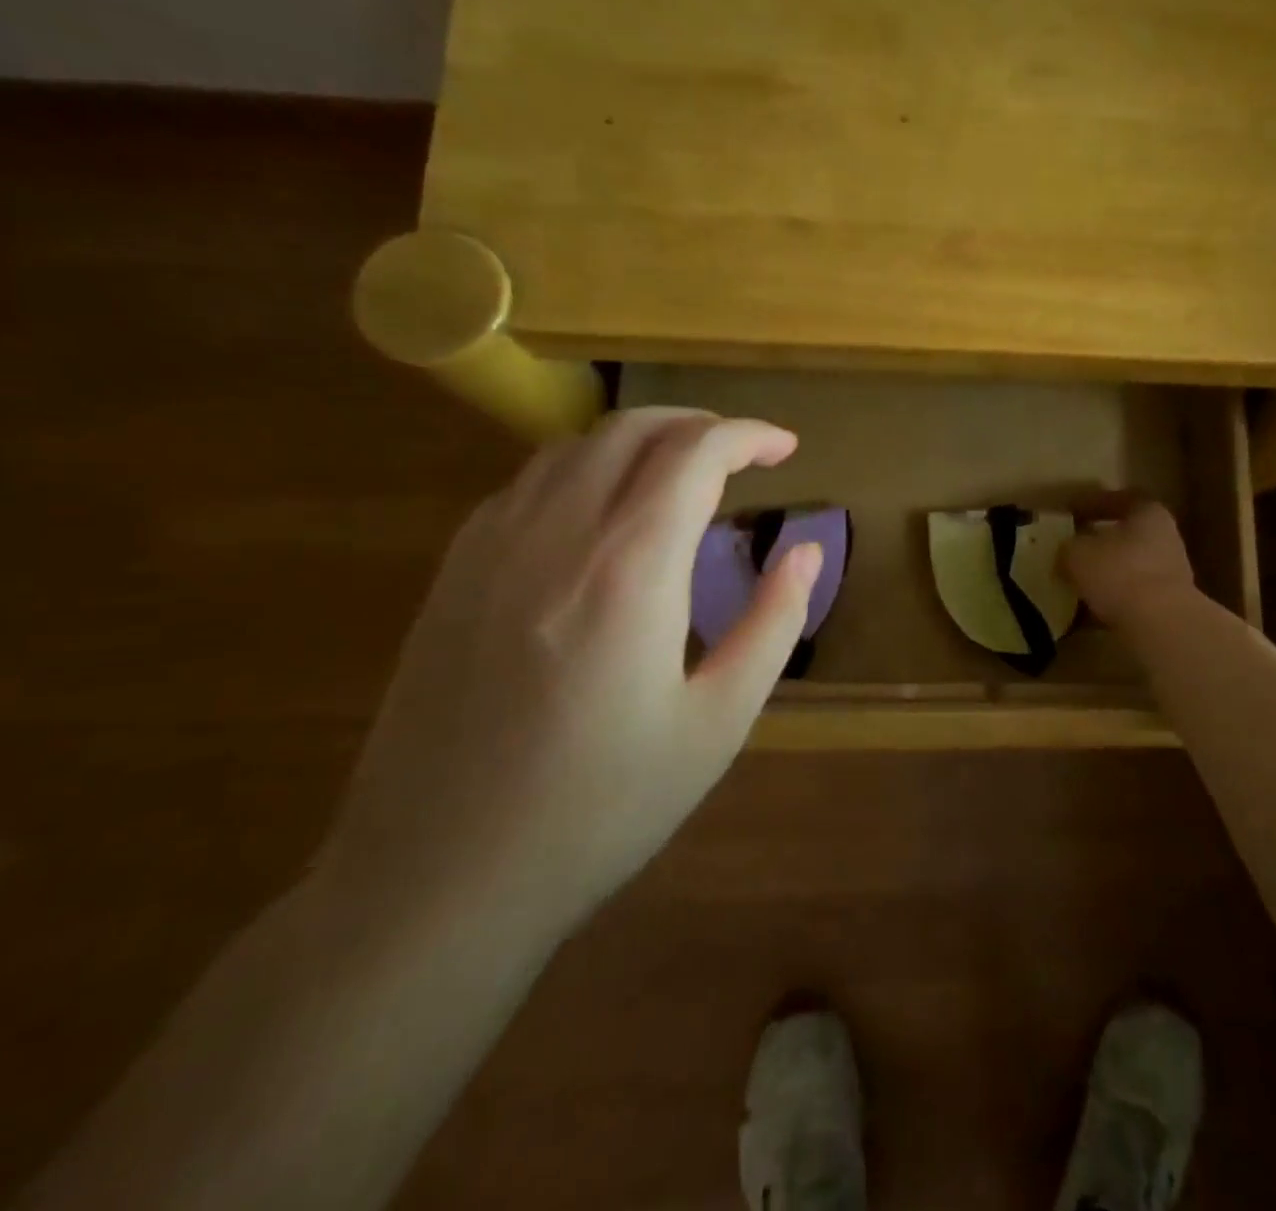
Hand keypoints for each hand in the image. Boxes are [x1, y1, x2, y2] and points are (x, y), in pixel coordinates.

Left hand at [315, 409, 819, 945]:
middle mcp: (556, 535)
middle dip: (696, 424)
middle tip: (741, 453)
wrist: (438, 882)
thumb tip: (806, 551)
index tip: (785, 448)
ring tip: (680, 474)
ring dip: (638, 441)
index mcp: (630, 569)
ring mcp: (490, 550)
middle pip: (630, 431)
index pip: (695, 455)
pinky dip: (582, 470)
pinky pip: (525, 485)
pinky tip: (602, 514)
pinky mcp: (452, 576)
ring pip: (572, 448)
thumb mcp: (719, 722)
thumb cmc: (602, 808)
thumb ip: (773, 623)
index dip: (748, 436)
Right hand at [1061, 493, 1196, 634]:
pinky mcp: (1165, 609)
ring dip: (1102, 576)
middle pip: (1127, 536)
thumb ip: (1069, 547)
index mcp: (1149, 514)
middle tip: (1070, 548)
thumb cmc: (1118, 573)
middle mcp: (1165, 540)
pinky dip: (1107, 603)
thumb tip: (1067, 551)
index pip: (1122, 499)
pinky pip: (1129, 599)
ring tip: (1072, 583)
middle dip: (1098, 544)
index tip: (1070, 511)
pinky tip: (1082, 613)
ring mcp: (1169, 576)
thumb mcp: (1077, 553)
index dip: (1094, 503)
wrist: (1159, 626)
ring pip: (1127, 570)